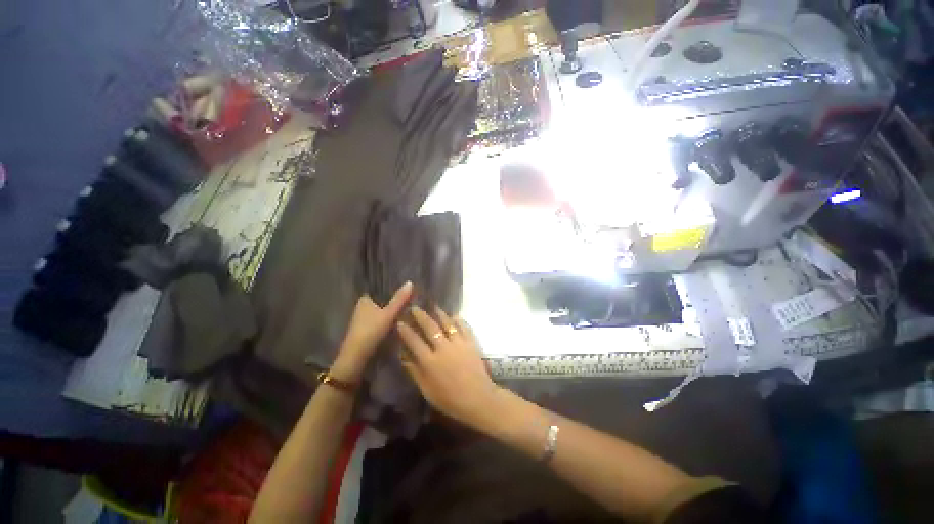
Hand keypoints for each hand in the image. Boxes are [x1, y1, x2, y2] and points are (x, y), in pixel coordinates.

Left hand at [332, 282, 413, 382]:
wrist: (356, 358)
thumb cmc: (370, 332)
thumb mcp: (388, 314)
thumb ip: (399, 299)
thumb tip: (410, 282)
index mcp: (365, 299)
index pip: (380, 287)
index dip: (392, 286)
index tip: (405, 284)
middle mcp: (363, 306)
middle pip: (382, 299)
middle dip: (394, 298)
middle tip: (411, 295)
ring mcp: (364, 318)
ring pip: (382, 309)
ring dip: (392, 308)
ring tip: (409, 305)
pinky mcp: (367, 329)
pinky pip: (381, 318)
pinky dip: (389, 317)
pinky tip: (400, 318)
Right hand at [396, 306, 498, 428]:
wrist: (478, 398)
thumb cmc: (450, 399)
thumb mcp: (427, 390)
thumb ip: (415, 372)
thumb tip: (404, 358)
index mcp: (430, 361)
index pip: (414, 341)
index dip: (406, 331)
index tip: (400, 321)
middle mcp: (443, 348)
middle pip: (430, 327)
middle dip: (421, 316)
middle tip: (415, 307)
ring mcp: (458, 343)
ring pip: (447, 323)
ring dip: (439, 313)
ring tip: (434, 306)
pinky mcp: (471, 342)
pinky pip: (464, 327)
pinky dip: (458, 320)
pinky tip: (455, 315)